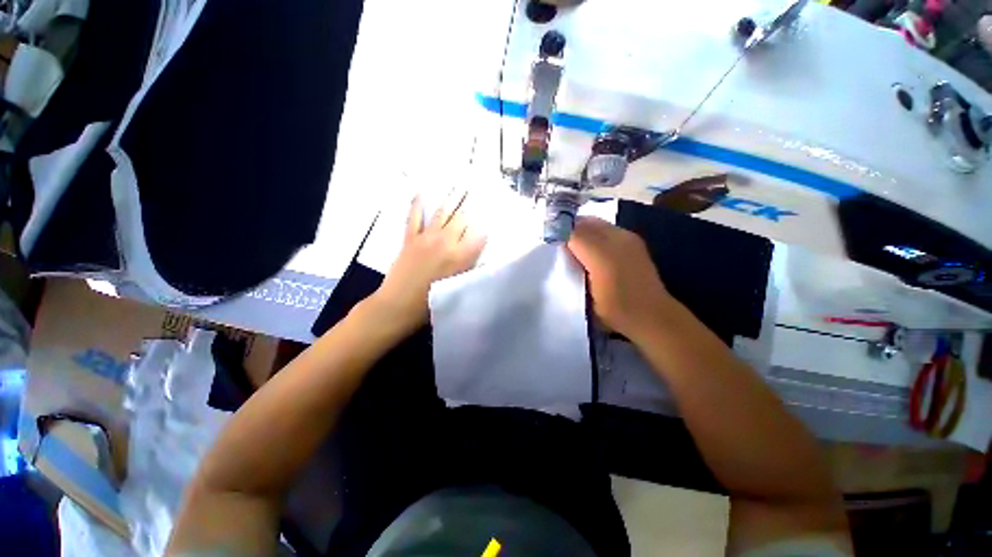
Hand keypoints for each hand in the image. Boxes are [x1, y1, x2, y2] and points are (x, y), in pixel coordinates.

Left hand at [368, 192, 486, 334]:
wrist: (399, 305)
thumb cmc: (433, 303)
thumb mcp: (459, 287)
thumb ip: (471, 268)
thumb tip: (478, 252)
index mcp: (461, 256)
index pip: (479, 235)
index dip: (486, 225)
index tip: (491, 216)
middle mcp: (446, 241)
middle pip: (462, 219)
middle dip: (471, 206)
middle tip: (478, 190)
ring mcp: (426, 237)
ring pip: (442, 214)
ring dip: (451, 199)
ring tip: (459, 185)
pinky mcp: (410, 238)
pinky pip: (414, 218)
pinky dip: (416, 205)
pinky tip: (420, 193)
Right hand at [567, 216, 674, 339]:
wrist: (652, 315)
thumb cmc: (616, 311)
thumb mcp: (587, 297)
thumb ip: (574, 270)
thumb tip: (562, 248)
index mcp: (602, 256)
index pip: (572, 233)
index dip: (558, 234)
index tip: (548, 241)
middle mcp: (616, 240)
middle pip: (584, 223)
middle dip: (569, 229)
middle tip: (558, 242)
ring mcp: (628, 238)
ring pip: (596, 223)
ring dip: (582, 229)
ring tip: (573, 244)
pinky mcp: (634, 240)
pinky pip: (607, 228)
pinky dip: (594, 232)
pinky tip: (591, 247)